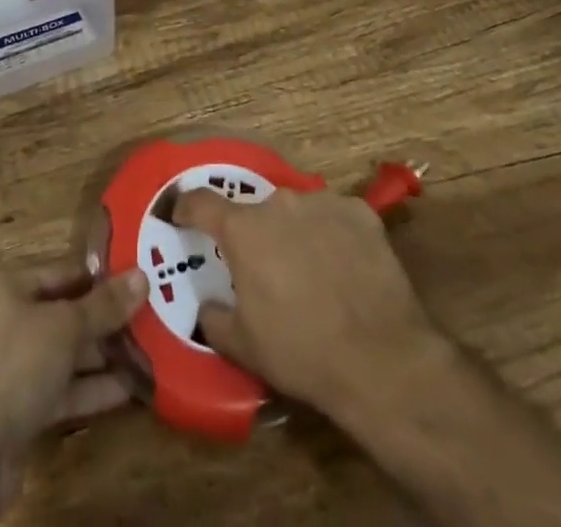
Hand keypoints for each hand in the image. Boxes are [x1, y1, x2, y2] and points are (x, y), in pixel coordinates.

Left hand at [0, 265, 147, 447]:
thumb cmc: (14, 365)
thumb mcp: (65, 327)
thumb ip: (105, 305)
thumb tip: (143, 276)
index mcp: (8, 288)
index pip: (62, 273)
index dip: (100, 278)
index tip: (138, 283)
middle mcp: (6, 322)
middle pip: (65, 315)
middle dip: (105, 322)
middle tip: (151, 320)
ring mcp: (10, 369)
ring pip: (64, 355)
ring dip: (102, 358)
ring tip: (149, 354)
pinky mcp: (17, 411)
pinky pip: (60, 391)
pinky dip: (90, 390)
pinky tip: (128, 391)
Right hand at [172, 185, 440, 422]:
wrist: (380, 359)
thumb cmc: (300, 351)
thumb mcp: (243, 346)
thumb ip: (214, 317)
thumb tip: (208, 305)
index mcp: (244, 229)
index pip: (202, 202)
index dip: (187, 207)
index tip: (181, 214)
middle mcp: (280, 203)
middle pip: (256, 210)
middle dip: (254, 233)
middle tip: (264, 268)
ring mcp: (323, 202)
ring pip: (297, 211)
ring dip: (294, 232)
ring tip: (309, 272)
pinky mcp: (361, 212)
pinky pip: (335, 217)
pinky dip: (333, 235)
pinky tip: (344, 268)